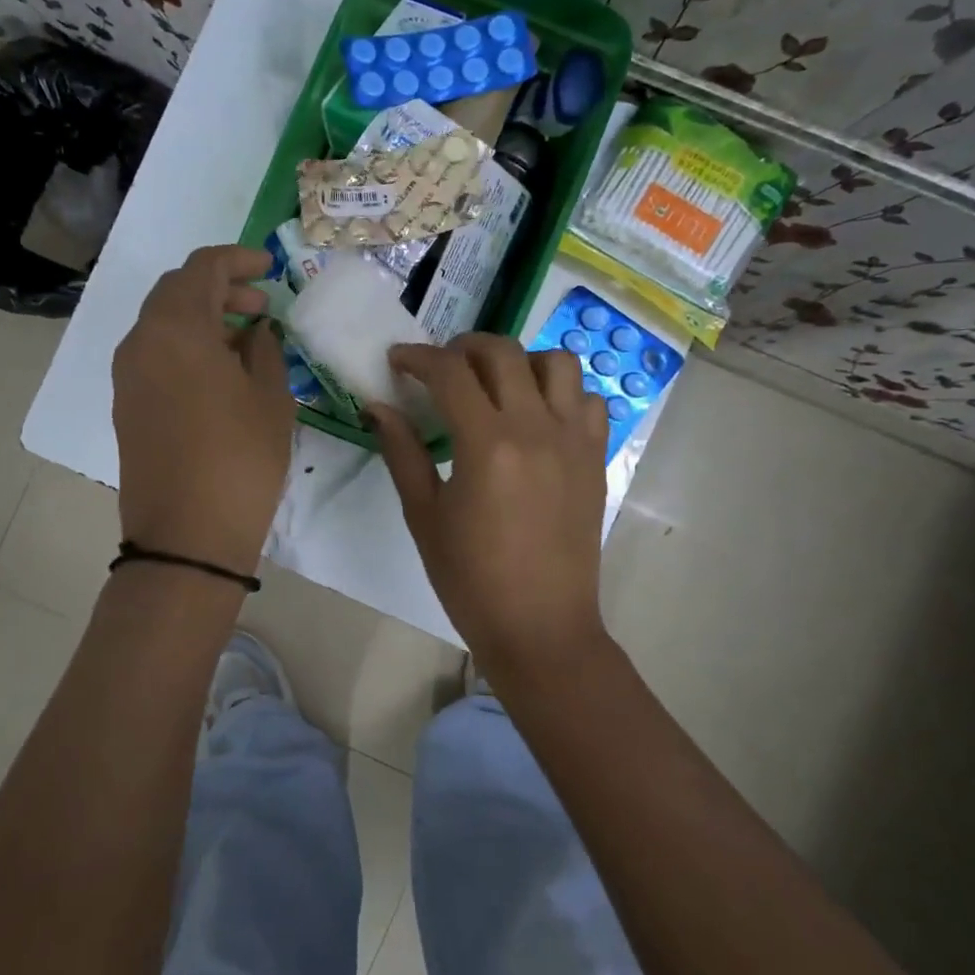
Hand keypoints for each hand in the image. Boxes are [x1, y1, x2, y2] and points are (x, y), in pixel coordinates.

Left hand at [112, 245, 294, 576]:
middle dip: (220, 288)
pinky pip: (155, 355)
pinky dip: (186, 346)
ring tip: (246, 339)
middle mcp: (141, 341)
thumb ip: (265, 351)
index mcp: (176, 328)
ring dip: (202, 319)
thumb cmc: (240, 460)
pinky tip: (220, 372)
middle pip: (176, 291)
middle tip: (262, 306)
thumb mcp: (270, 399)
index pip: (202, 268)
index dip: (237, 260)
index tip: (268, 269)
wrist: (186, 536)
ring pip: (163, 324)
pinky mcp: (126, 404)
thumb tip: (256, 331)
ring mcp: (127, 375)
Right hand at [370, 334, 609, 669]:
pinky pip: (588, 401)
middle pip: (503, 352)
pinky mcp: (596, 458)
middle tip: (440, 367)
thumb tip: (378, 407)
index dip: (418, 357)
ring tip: (495, 384)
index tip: (398, 361)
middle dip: (464, 347)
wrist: (540, 627)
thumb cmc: (471, 579)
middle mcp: (536, 428)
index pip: (450, 372)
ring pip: (557, 363)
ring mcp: (575, 441)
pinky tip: (537, 416)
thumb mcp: (424, 516)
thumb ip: (402, 452)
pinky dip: (561, 393)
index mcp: (487, 444)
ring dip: (520, 361)